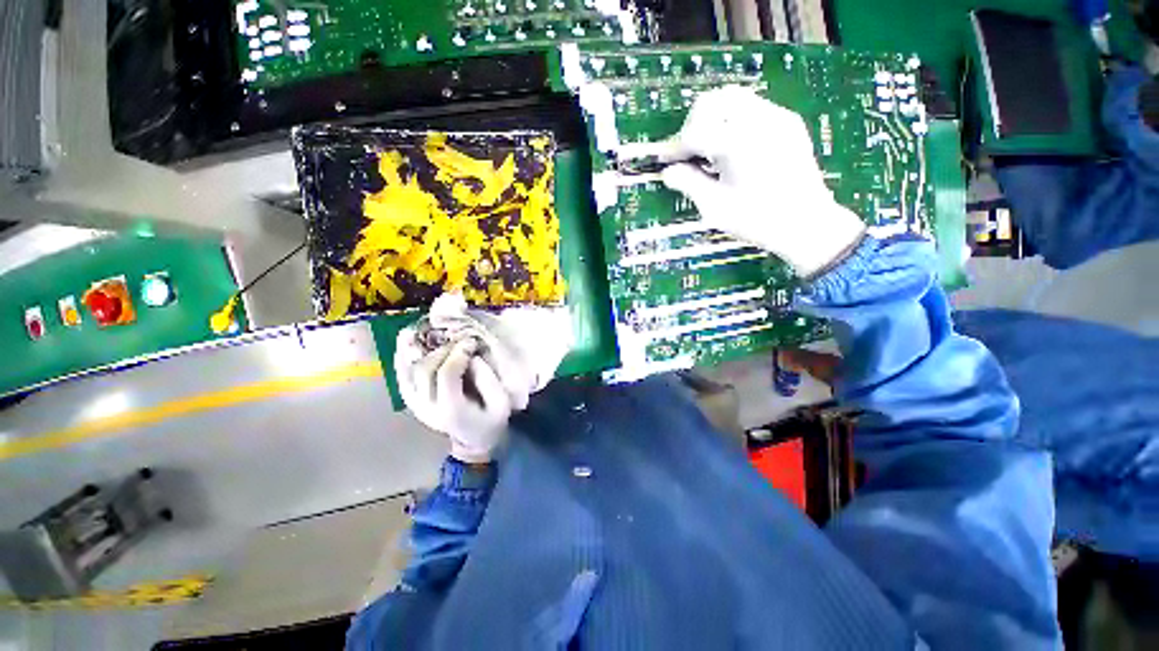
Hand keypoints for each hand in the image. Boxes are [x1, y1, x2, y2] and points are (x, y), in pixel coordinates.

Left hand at [395, 334, 524, 463]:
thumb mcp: (501, 403)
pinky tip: (405, 342)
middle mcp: (428, 407)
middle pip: (425, 370)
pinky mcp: (412, 401)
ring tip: (422, 330)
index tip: (471, 341)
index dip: (457, 354)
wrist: (475, 438)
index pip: (446, 374)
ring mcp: (416, 405)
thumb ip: (489, 380)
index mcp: (452, 409)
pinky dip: (402, 359)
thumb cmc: (491, 419)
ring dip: (415, 350)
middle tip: (458, 339)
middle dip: (442, 349)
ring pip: (410, 372)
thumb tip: (473, 357)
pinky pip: (402, 377)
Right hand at [630, 86, 866, 276]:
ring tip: (709, 149)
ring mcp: (776, 117)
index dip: (675, 147)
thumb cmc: (758, 220)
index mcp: (737, 143)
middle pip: (712, 102)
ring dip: (713, 119)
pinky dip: (733, 121)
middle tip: (689, 154)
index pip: (694, 131)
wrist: (808, 224)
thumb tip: (669, 172)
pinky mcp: (787, 122)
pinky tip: (732, 148)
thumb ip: (688, 184)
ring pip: (733, 98)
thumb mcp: (715, 207)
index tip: (666, 162)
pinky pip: (752, 107)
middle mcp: (758, 120)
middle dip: (693, 126)